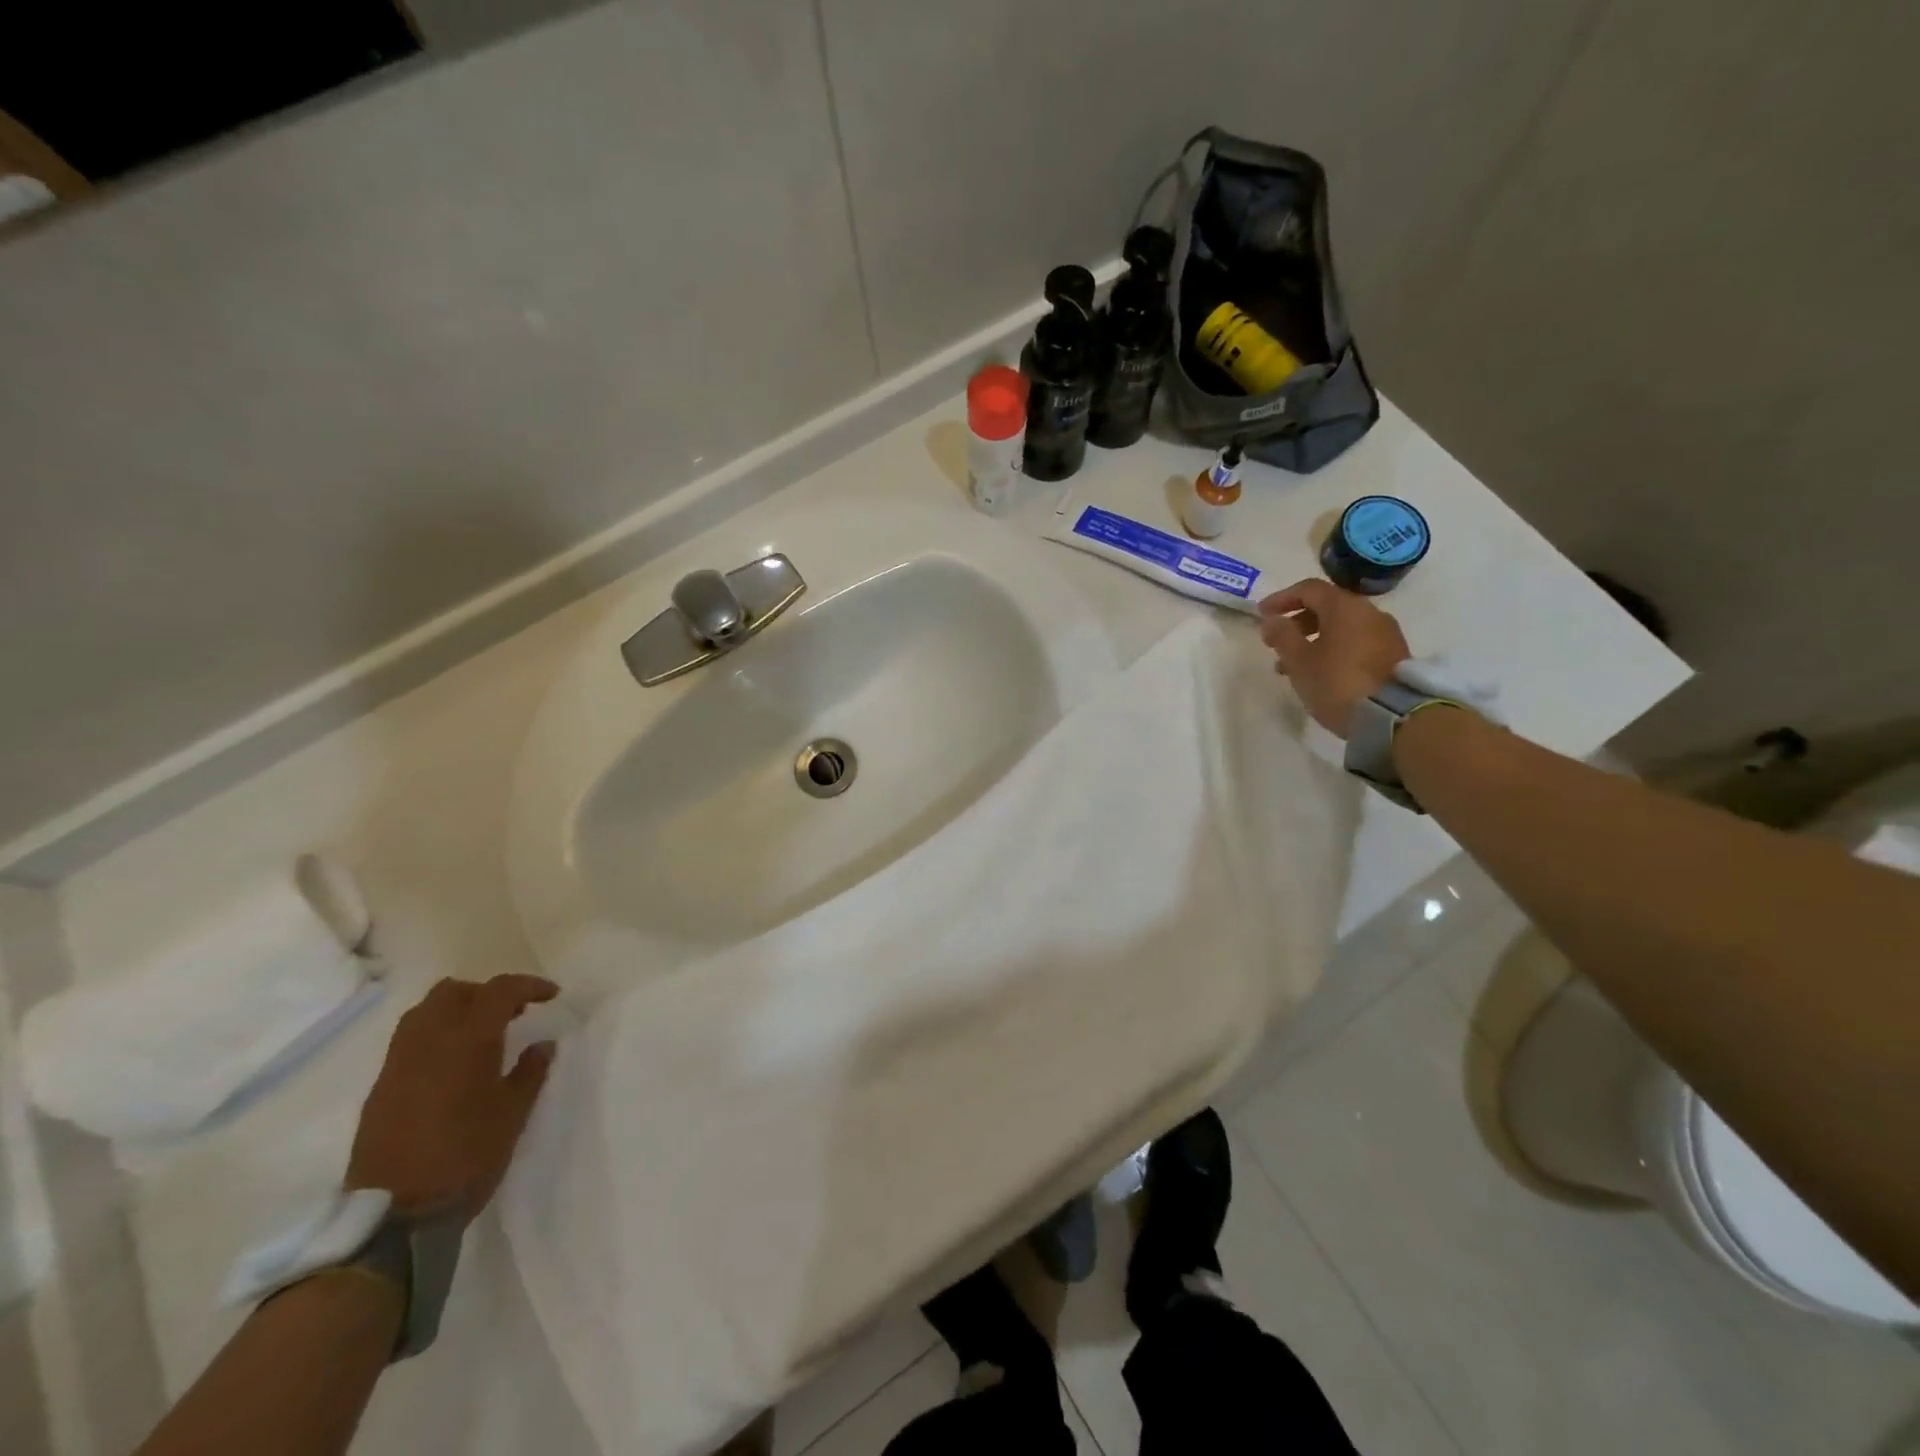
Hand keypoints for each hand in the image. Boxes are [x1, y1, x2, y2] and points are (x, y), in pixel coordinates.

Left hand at [345, 974, 557, 1222]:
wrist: (396, 1216)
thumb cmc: (468, 1157)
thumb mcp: (514, 1114)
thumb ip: (530, 1072)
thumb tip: (542, 1044)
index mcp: (467, 1041)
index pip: (499, 991)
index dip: (528, 985)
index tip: (551, 995)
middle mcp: (428, 1041)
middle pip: (453, 992)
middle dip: (485, 993)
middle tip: (511, 1013)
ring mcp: (397, 1064)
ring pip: (424, 1012)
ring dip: (455, 1011)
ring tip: (480, 1035)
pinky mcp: (379, 1089)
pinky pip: (407, 1042)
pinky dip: (434, 1037)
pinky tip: (451, 1066)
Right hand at [1258, 578, 1410, 737]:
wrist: (1391, 716)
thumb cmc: (1336, 682)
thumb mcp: (1299, 661)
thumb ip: (1282, 635)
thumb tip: (1271, 619)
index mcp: (1344, 607)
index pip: (1308, 589)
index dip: (1281, 598)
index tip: (1261, 614)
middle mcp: (1369, 612)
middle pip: (1327, 606)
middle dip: (1297, 622)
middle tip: (1275, 642)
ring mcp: (1385, 633)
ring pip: (1340, 627)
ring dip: (1313, 639)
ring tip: (1292, 665)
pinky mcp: (1393, 655)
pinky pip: (1355, 642)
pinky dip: (1333, 649)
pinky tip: (1319, 672)